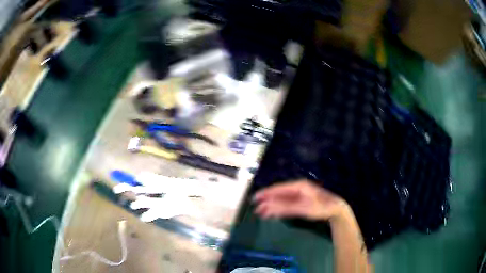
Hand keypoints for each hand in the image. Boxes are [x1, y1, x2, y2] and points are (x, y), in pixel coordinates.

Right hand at [253, 179, 349, 220]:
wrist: (335, 209)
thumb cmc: (320, 207)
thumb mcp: (303, 208)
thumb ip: (285, 207)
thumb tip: (268, 205)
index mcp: (298, 186)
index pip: (278, 189)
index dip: (266, 193)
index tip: (255, 198)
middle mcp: (297, 189)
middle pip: (279, 194)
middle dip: (267, 201)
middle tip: (256, 209)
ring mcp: (299, 196)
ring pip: (282, 200)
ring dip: (272, 206)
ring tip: (261, 213)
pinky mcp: (301, 202)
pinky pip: (287, 204)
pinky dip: (279, 209)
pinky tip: (273, 213)